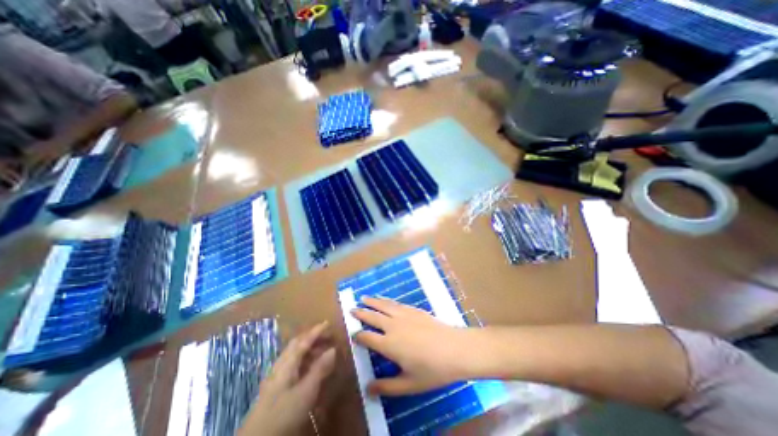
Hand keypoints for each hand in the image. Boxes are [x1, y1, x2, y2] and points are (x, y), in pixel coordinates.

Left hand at [241, 320, 337, 435]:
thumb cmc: (284, 413)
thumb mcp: (307, 391)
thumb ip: (320, 369)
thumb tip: (333, 349)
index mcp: (287, 362)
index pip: (304, 341)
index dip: (316, 331)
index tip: (328, 323)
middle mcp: (280, 365)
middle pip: (296, 344)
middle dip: (311, 338)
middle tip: (326, 336)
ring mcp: (276, 376)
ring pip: (293, 354)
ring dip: (308, 349)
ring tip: (321, 351)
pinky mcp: (274, 387)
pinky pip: (291, 364)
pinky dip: (303, 360)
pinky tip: (308, 368)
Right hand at [354, 298, 474, 396]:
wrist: (454, 349)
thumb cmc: (432, 370)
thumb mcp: (409, 384)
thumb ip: (387, 387)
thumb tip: (367, 389)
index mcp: (389, 344)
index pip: (367, 337)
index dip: (359, 335)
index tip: (353, 334)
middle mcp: (392, 326)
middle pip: (372, 316)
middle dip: (361, 313)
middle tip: (352, 309)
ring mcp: (403, 315)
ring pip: (383, 305)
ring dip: (372, 302)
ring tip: (363, 298)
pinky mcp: (413, 309)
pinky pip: (395, 303)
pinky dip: (386, 300)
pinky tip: (384, 299)